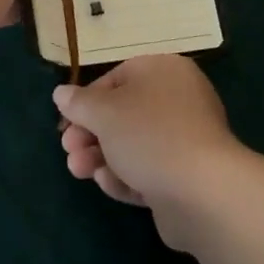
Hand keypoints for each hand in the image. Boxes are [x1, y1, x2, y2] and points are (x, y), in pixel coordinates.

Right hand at [54, 54, 245, 248]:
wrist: (202, 192)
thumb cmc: (148, 135)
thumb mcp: (103, 112)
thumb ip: (79, 103)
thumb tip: (61, 94)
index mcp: (164, 71)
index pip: (116, 79)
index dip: (86, 101)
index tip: (66, 122)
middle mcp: (179, 100)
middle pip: (123, 114)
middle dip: (90, 134)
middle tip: (68, 150)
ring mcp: (186, 140)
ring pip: (133, 145)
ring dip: (101, 157)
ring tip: (78, 171)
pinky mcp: (187, 177)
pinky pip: (150, 171)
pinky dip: (126, 176)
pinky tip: (108, 184)